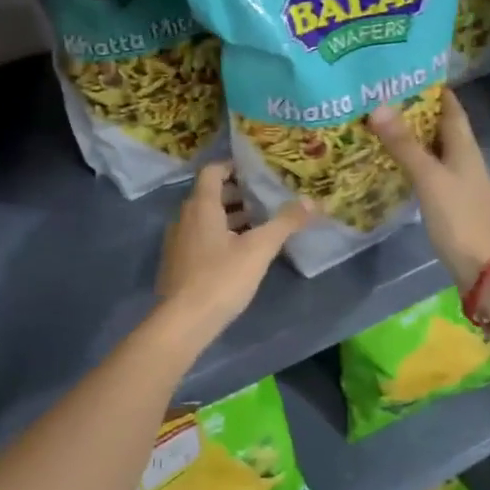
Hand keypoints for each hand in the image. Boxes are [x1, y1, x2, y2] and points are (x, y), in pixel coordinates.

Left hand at [155, 163, 312, 343]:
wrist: (182, 323)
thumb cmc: (221, 279)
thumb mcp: (259, 249)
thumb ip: (285, 223)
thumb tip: (313, 201)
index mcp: (201, 207)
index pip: (212, 171)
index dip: (233, 167)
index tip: (256, 172)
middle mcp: (184, 218)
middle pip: (209, 195)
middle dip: (237, 195)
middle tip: (265, 200)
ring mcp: (177, 242)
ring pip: (205, 219)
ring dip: (230, 218)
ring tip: (258, 227)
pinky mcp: (177, 264)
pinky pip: (199, 239)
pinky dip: (219, 237)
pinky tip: (239, 255)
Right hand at [368, 90, 489, 292]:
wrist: (485, 267)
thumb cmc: (460, 217)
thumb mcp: (429, 178)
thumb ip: (404, 145)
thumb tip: (379, 106)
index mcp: (465, 146)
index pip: (451, 107)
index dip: (433, 89)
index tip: (404, 73)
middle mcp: (465, 159)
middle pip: (440, 127)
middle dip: (415, 112)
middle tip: (379, 99)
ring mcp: (460, 182)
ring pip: (434, 150)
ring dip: (412, 138)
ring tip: (378, 127)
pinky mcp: (451, 202)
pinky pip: (430, 172)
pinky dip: (412, 163)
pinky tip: (392, 165)